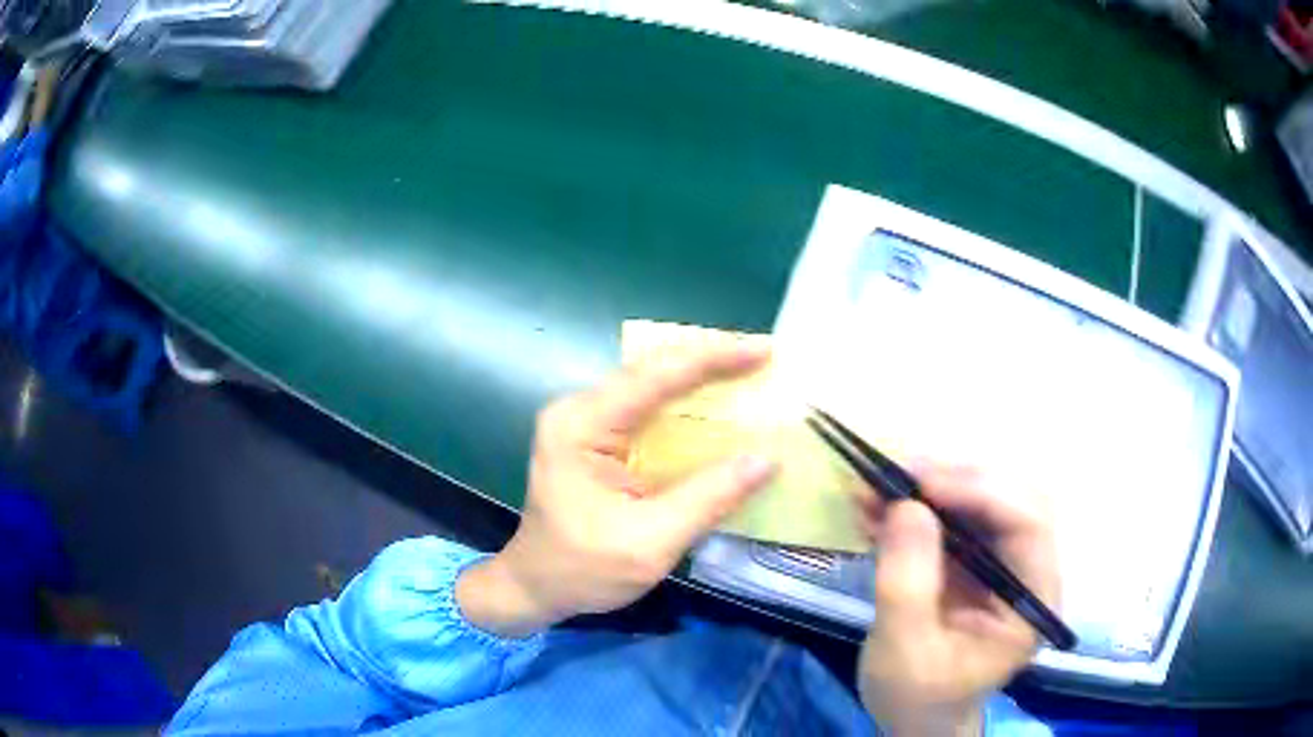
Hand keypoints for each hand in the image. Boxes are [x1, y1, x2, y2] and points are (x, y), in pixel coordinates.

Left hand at [457, 345, 777, 637]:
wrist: (535, 586)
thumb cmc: (582, 569)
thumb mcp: (650, 543)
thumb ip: (708, 498)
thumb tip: (767, 460)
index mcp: (581, 426)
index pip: (655, 377)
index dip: (713, 358)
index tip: (763, 350)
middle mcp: (579, 410)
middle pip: (652, 369)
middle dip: (710, 359)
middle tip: (764, 357)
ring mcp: (584, 421)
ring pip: (651, 383)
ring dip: (700, 377)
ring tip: (749, 371)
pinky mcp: (595, 438)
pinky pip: (647, 406)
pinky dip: (685, 402)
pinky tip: (716, 404)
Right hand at [855, 465, 1059, 736]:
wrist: (915, 719)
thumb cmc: (918, 697)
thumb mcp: (905, 651)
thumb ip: (907, 584)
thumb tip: (906, 505)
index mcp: (1032, 601)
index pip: (1028, 523)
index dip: (982, 492)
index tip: (921, 484)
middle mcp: (1027, 572)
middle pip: (1008, 500)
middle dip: (953, 480)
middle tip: (896, 473)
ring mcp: (1000, 565)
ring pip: (979, 502)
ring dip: (928, 489)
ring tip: (874, 486)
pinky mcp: (972, 564)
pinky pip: (951, 521)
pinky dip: (914, 510)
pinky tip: (875, 509)